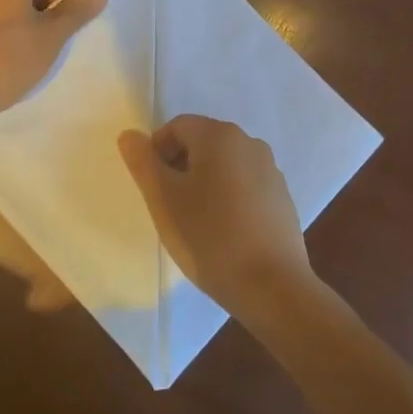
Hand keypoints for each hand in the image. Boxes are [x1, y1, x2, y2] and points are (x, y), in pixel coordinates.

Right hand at [118, 115, 317, 322]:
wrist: (271, 286)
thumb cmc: (209, 237)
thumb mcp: (163, 199)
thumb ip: (143, 162)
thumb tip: (130, 135)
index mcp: (219, 136)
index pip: (176, 127)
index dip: (156, 153)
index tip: (153, 189)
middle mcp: (249, 143)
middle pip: (202, 142)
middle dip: (180, 167)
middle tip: (169, 206)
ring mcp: (271, 170)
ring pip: (224, 165)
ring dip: (204, 183)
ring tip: (195, 222)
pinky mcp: (282, 197)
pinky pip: (245, 185)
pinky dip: (228, 198)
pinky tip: (224, 231)